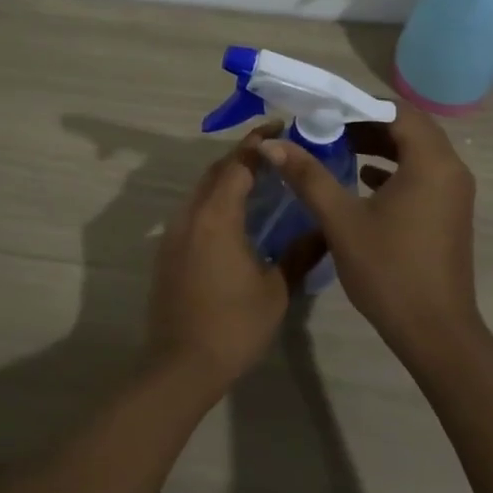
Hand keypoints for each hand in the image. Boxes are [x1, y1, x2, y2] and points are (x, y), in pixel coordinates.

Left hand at [144, 127, 315, 396]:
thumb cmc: (234, 325)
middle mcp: (190, 216)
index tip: (280, 127)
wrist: (181, 366)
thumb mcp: (276, 289)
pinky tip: (237, 218)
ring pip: (201, 191)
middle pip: (215, 172)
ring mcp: (174, 234)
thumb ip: (300, 253)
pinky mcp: (167, 252)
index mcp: (216, 217)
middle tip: (275, 152)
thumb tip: (324, 230)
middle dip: (243, 156)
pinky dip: (215, 202)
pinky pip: (193, 212)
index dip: (258, 143)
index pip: (238, 164)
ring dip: (227, 179)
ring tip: (261, 181)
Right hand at [260, 105, 485, 368]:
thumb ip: (308, 176)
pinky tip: (362, 179)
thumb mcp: (341, 220)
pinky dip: (393, 169)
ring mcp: (454, 192)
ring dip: (380, 146)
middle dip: (366, 123)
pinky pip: (422, 174)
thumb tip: (272, 144)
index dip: (357, 106)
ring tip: (338, 148)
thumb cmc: (388, 271)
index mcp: (431, 162)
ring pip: (416, 151)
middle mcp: (451, 169)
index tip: (322, 110)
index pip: (396, 111)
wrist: (435, 331)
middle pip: (409, 128)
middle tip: (326, 127)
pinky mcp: (450, 212)